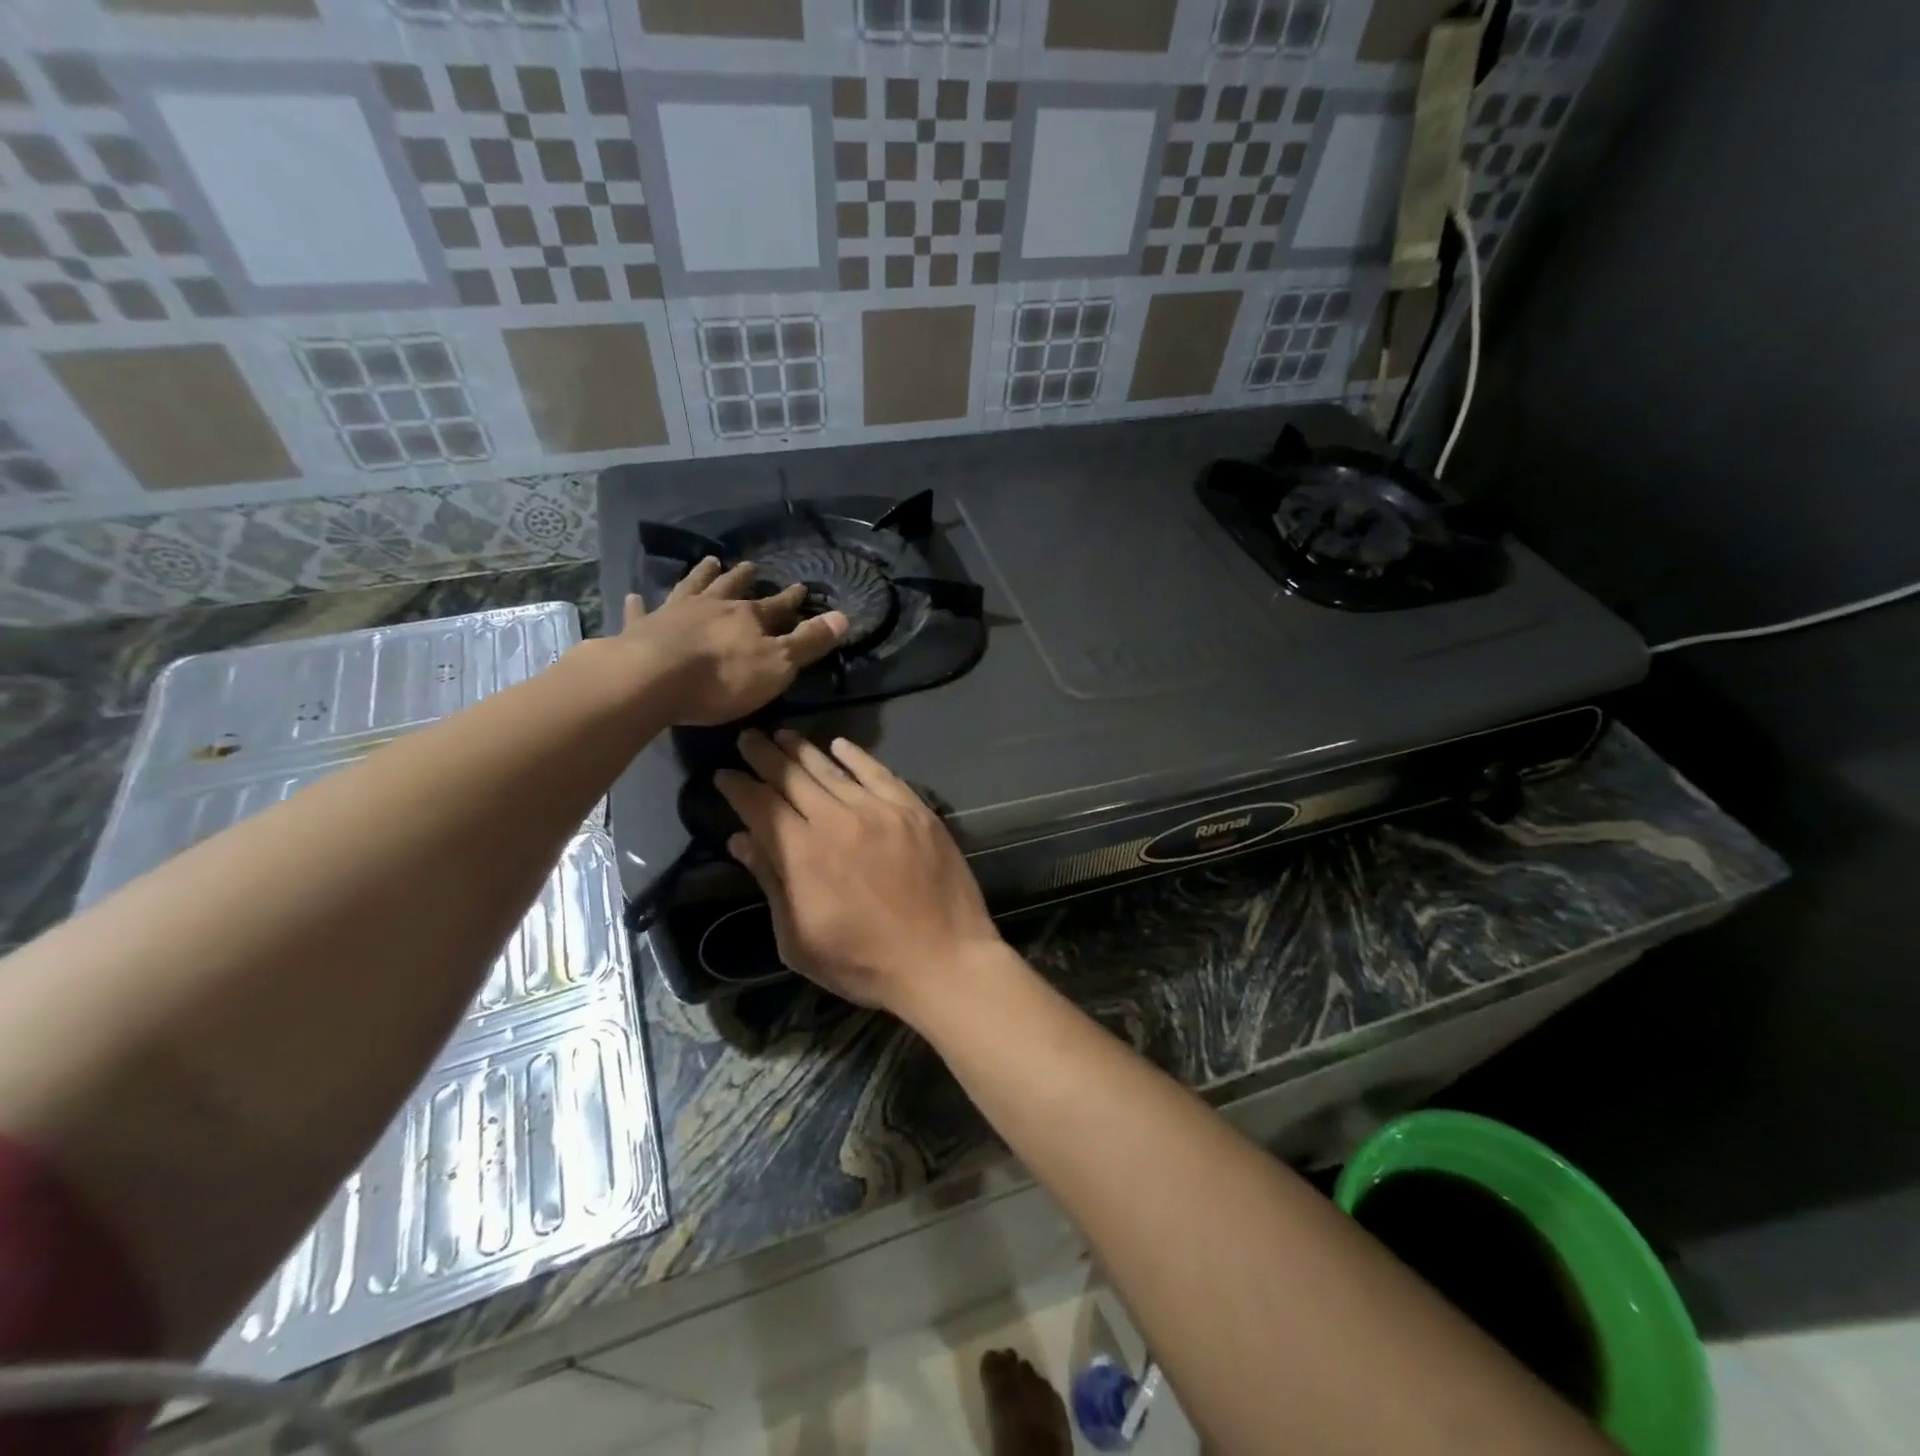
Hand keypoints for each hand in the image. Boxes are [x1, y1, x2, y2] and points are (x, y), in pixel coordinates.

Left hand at [620, 558, 846, 725]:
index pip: (776, 606)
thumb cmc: (722, 677)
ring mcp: (673, 614)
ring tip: (708, 562)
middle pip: (730, 588)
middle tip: (750, 565)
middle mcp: (711, 607)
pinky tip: (634, 596)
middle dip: (743, 578)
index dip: (790, 599)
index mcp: (747, 617)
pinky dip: (639, 604)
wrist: (652, 679)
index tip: (801, 588)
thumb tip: (843, 616)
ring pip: (690, 588)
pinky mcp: (640, 630)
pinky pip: (641, 612)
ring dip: (701, 576)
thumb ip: (809, 642)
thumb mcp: (778, 664)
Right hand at [715, 729, 1004, 1017]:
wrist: (942, 960)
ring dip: (803, 750)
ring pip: (832, 770)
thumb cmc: (864, 963)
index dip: (737, 786)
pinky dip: (856, 756)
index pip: (759, 805)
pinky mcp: (914, 809)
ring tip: (783, 735)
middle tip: (747, 738)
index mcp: (802, 853)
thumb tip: (741, 839)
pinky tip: (839, 745)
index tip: (722, 773)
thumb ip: (771, 881)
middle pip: (792, 777)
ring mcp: (880, 810)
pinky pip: (879, 772)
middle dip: (764, 756)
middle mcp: (837, 820)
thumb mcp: (798, 939)